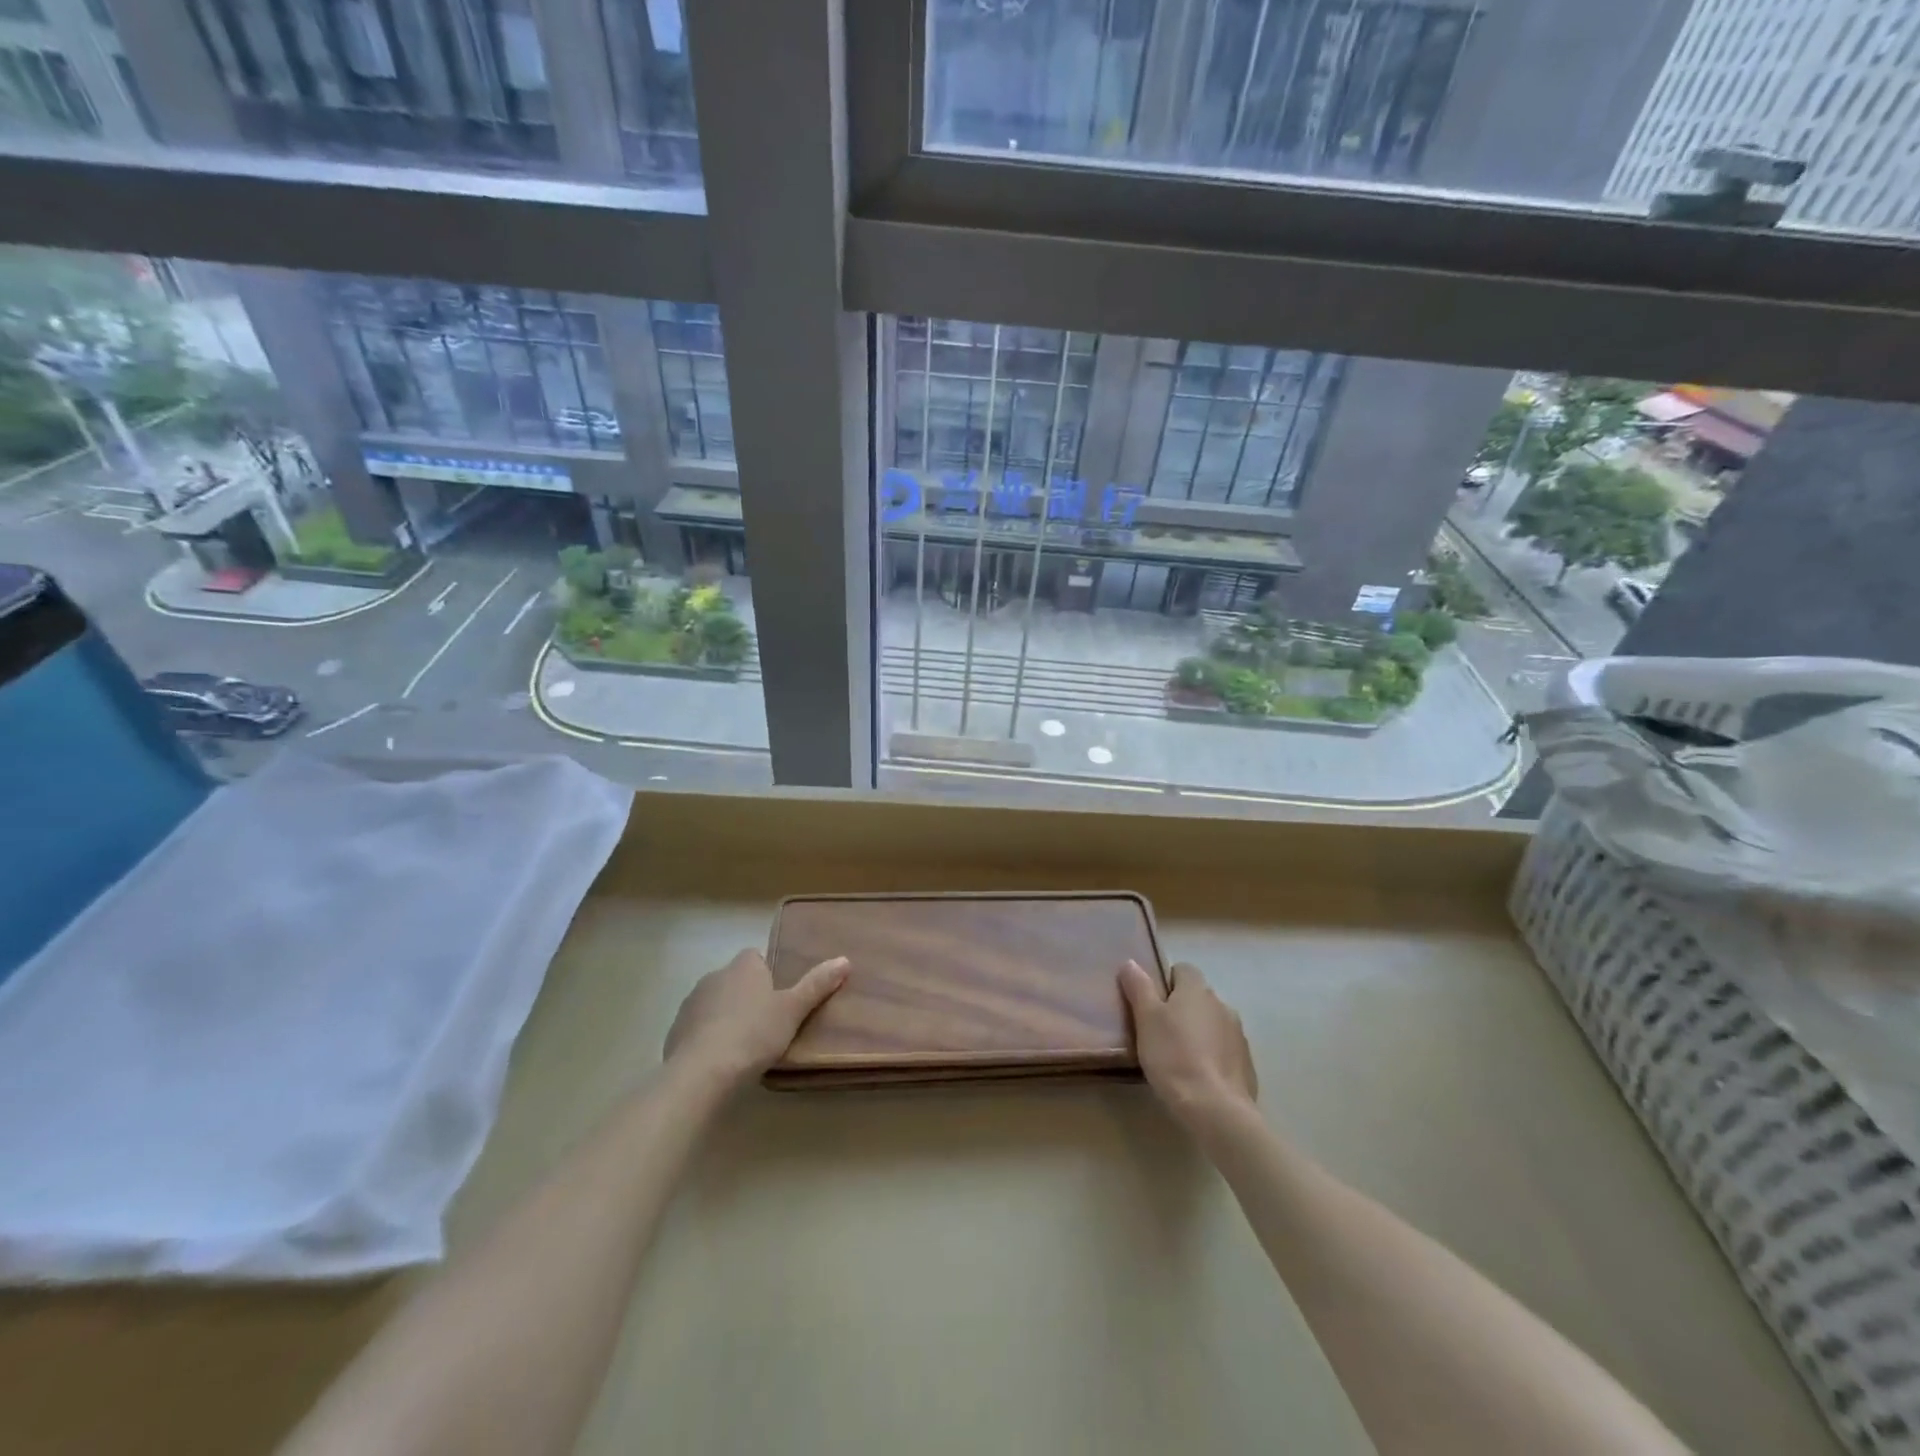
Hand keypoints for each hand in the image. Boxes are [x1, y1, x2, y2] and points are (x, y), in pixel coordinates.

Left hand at [664, 950, 848, 1090]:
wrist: (701, 1073)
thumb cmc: (753, 1034)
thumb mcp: (793, 1010)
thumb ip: (817, 985)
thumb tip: (844, 959)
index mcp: (743, 966)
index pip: (756, 958)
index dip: (768, 975)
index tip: (779, 998)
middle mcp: (714, 976)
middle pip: (735, 980)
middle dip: (748, 997)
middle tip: (767, 1025)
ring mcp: (691, 1004)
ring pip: (715, 1004)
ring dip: (726, 1017)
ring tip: (744, 1047)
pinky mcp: (675, 1031)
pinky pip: (698, 1028)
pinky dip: (708, 1039)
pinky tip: (720, 1061)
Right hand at [1119, 960, 1257, 1133]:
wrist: (1216, 1109)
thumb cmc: (1174, 1056)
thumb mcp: (1146, 1019)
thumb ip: (1138, 987)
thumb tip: (1130, 962)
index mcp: (1197, 990)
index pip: (1182, 969)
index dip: (1165, 982)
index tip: (1151, 1004)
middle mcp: (1222, 1004)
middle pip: (1197, 997)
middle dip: (1181, 1009)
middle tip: (1158, 1032)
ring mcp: (1238, 1034)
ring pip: (1212, 1023)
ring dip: (1198, 1032)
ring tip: (1177, 1057)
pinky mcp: (1246, 1063)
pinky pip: (1224, 1049)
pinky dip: (1211, 1056)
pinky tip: (1197, 1077)